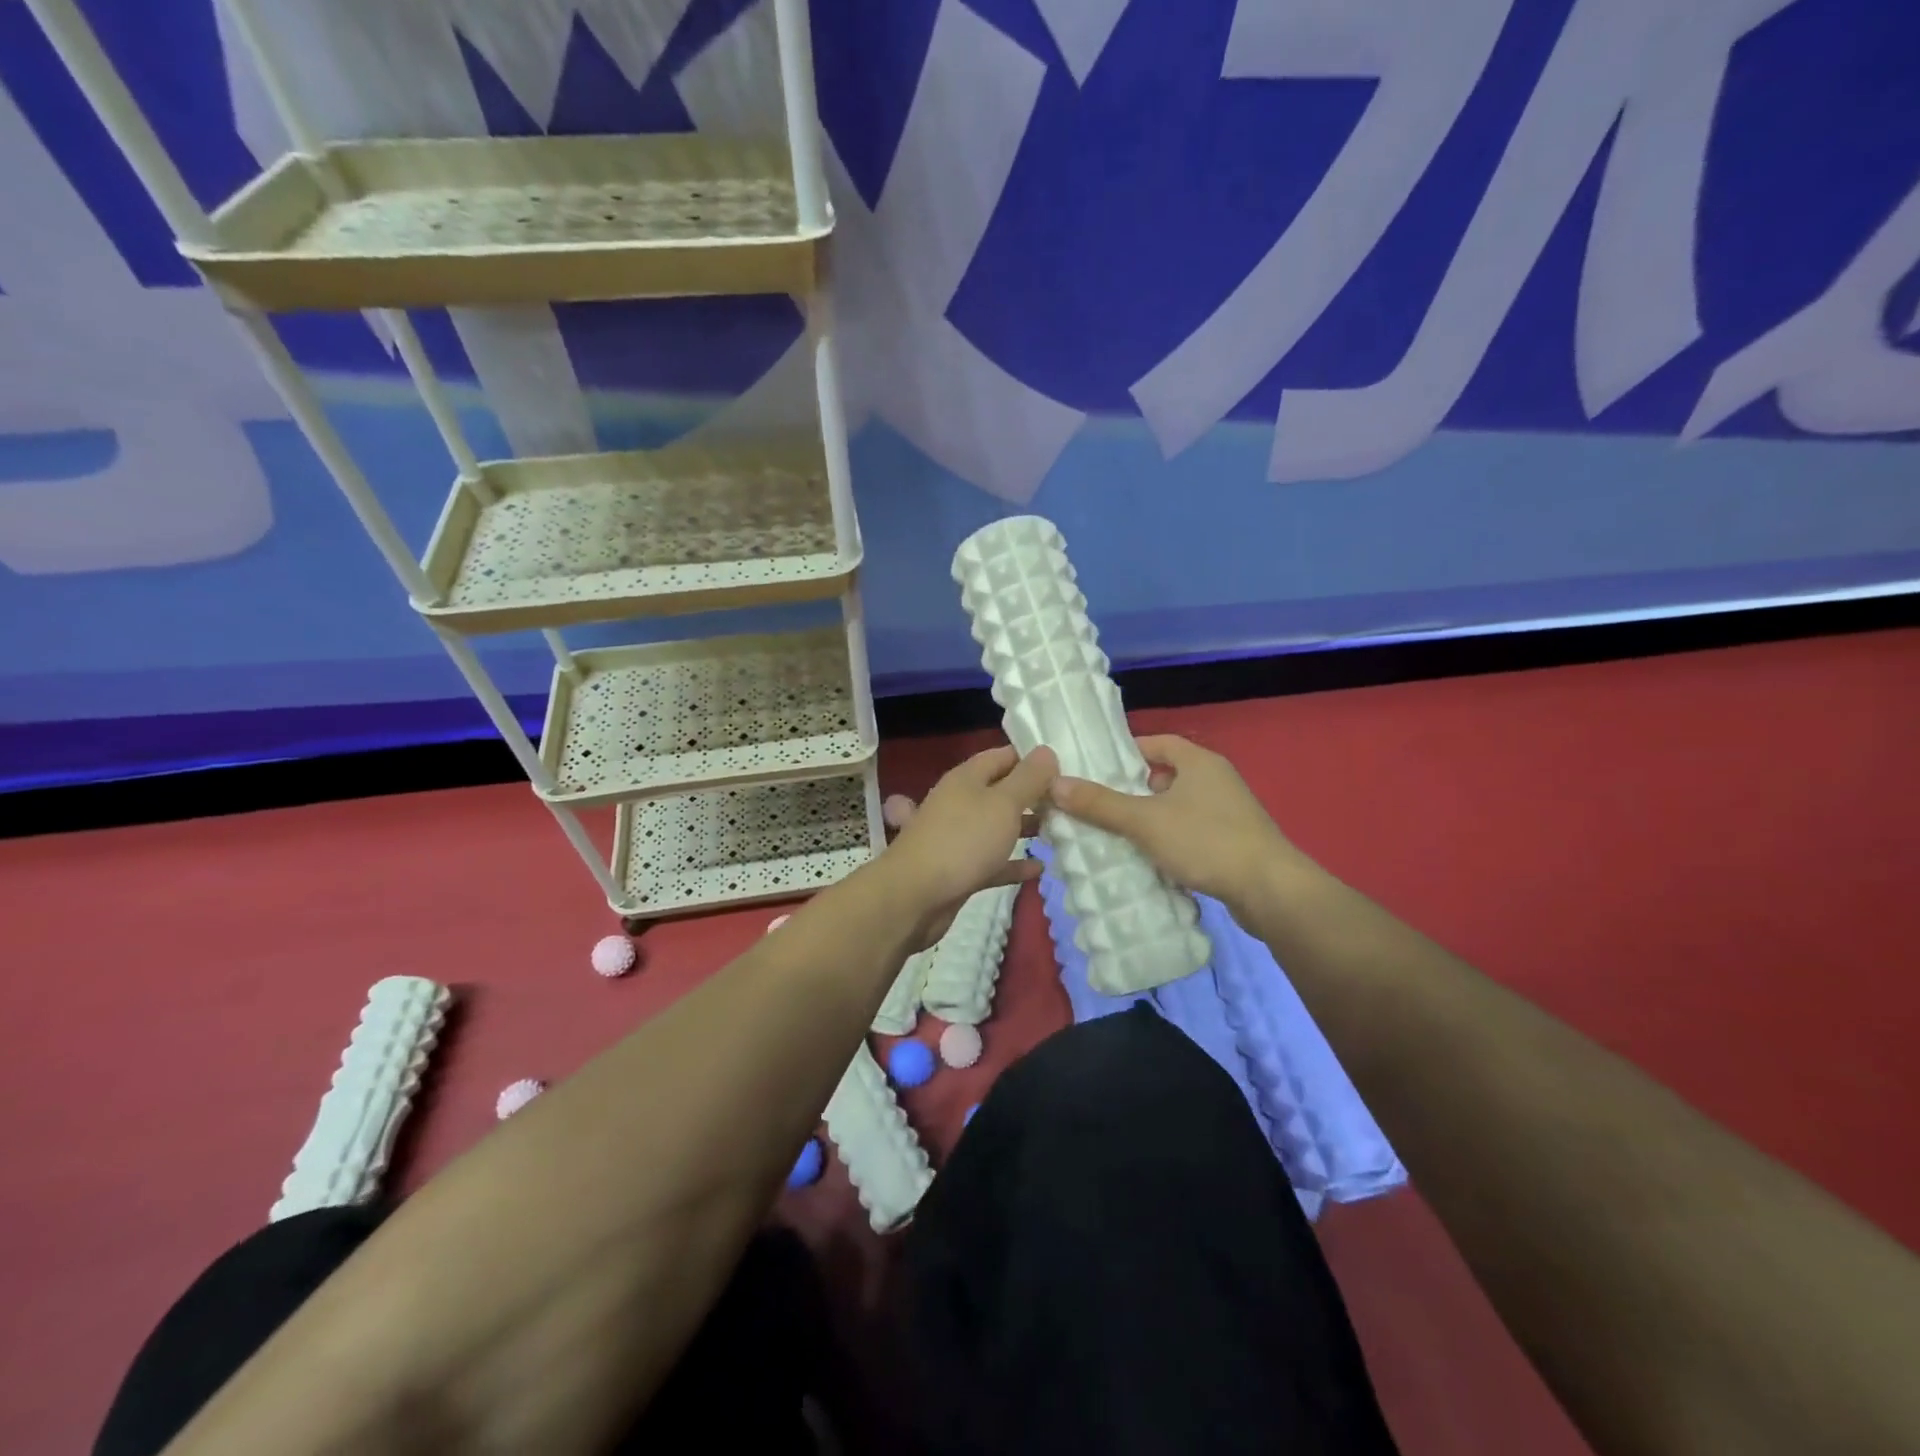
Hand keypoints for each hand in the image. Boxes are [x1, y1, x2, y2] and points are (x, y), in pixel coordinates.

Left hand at [878, 744, 1056, 948]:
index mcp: (966, 778)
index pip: (1002, 756)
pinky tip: (1038, 868)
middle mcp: (960, 802)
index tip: (1063, 769)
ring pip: (996, 826)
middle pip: (1000, 792)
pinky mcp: (959, 869)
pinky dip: (1013, 863)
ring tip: (1058, 831)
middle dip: (1031, 796)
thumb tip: (1046, 751)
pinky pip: (992, 861)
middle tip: (1067, 804)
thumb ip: (1028, 778)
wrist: (916, 896)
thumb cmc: (963, 840)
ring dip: (1023, 828)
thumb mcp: (1003, 803)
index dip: (1031, 759)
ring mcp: (957, 837)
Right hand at [1047, 734, 1301, 916]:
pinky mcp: (1234, 843)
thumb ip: (1100, 803)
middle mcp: (1217, 780)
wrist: (1270, 891)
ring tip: (1116, 834)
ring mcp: (1229, 813)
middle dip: (1133, 790)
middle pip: (1166, 776)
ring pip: (1178, 808)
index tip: (1098, 767)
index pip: (1158, 743)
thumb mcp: (1145, 820)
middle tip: (1099, 804)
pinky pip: (1192, 833)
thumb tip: (1055, 784)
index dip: (1128, 751)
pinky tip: (1149, 860)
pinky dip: (1169, 841)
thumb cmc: (1206, 841)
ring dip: (1150, 819)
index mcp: (1200, 762)